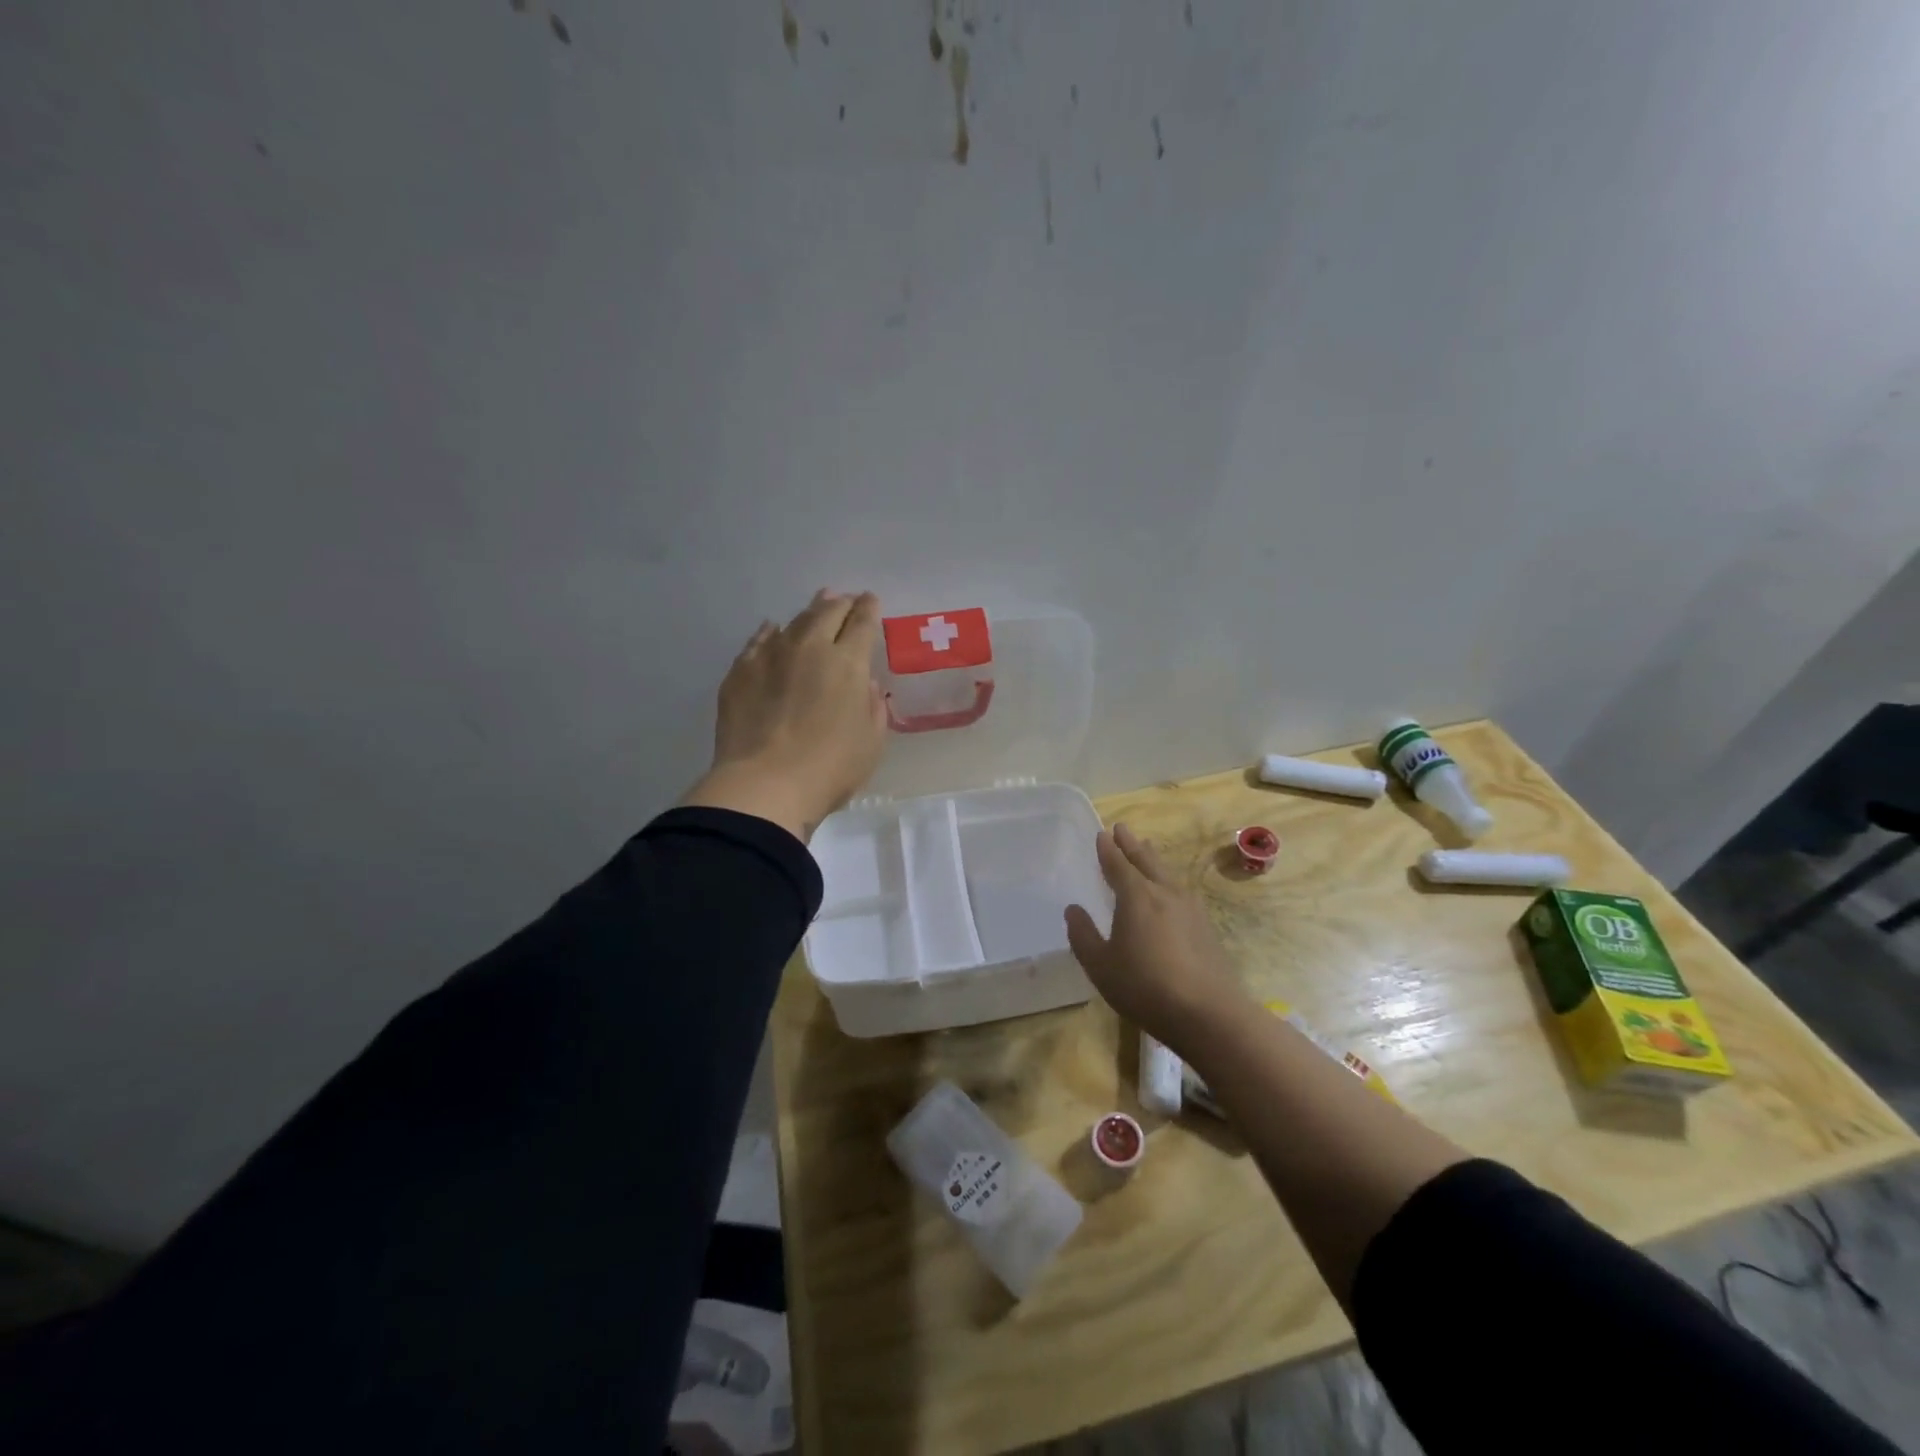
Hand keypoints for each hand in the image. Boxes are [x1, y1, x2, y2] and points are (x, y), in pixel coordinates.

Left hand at [679, 590, 886, 842]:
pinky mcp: (740, 671)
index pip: (862, 624)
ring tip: (816, 607)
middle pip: (828, 613)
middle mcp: (810, 648)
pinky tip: (772, 630)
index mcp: (848, 663)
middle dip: (841, 603)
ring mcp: (771, 656)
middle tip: (847, 600)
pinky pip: (759, 640)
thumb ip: (872, 707)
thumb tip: (863, 685)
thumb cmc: (830, 768)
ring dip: (809, 612)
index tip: (871, 601)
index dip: (869, 609)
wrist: (764, 784)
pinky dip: (771, 632)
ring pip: (794, 622)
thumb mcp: (871, 742)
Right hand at [1064, 824, 1247, 1049]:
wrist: (1208, 1013)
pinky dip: (1168, 880)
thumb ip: (1083, 935)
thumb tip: (1073, 909)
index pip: (1118, 865)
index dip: (1108, 850)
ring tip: (1146, 849)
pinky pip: (1180, 890)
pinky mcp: (1206, 927)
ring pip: (1167, 874)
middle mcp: (1164, 893)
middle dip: (1131, 845)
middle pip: (1145, 861)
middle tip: (1122, 828)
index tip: (1102, 834)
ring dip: (1152, 859)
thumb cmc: (1145, 987)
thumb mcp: (1101, 966)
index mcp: (1136, 896)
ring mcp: (1190, 908)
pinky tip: (1171, 890)